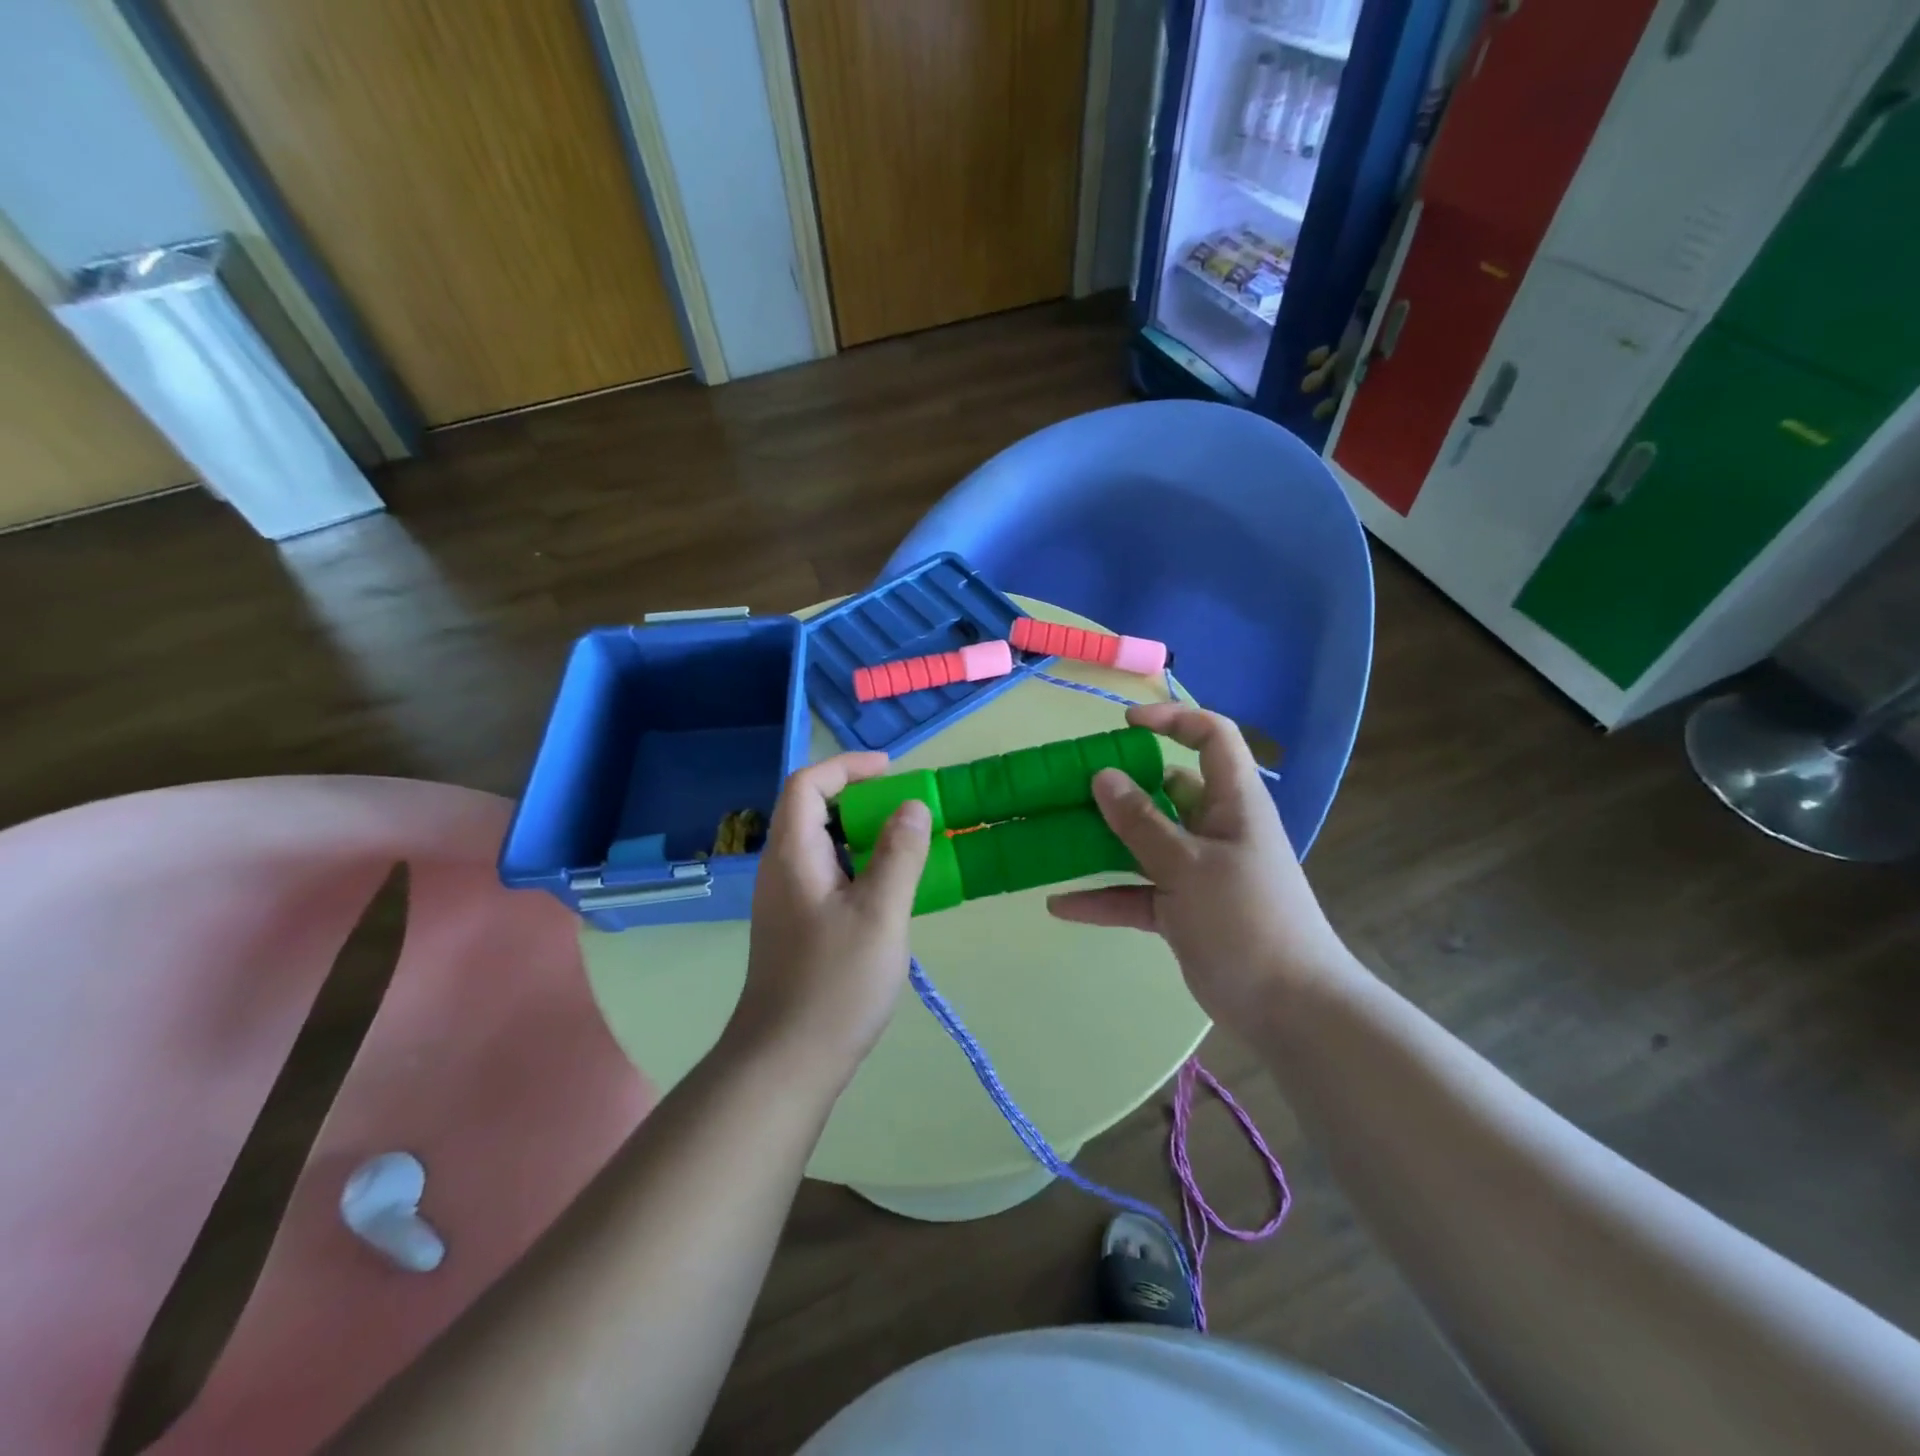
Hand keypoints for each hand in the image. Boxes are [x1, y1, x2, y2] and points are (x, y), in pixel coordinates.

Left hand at [731, 753, 931, 1090]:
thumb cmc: (835, 983)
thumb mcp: (880, 913)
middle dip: (861, 800)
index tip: (891, 771)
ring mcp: (787, 901)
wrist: (786, 1062)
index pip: (807, 785)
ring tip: (908, 846)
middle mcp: (782, 870)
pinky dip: (859, 867)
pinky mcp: (798, 927)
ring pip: (823, 847)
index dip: (846, 768)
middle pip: (813, 811)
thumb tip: (912, 806)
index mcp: (793, 855)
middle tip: (907, 810)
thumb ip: (899, 855)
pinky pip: (828, 877)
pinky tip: (890, 892)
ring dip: (863, 836)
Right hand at [1047, 703, 1355, 1026]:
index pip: (1212, 738)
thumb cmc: (1246, 920)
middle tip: (1071, 786)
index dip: (1173, 720)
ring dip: (1104, 842)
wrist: (1288, 1010)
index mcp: (1232, 803)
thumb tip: (1102, 776)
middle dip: (1120, 786)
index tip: (1123, 726)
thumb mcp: (1188, 865)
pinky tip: (1060, 904)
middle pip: (1165, 791)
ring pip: (1144, 843)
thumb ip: (1142, 822)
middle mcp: (1213, 829)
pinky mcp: (1181, 910)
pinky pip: (1136, 893)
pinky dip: (1103, 897)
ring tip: (1055, 835)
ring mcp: (1196, 871)